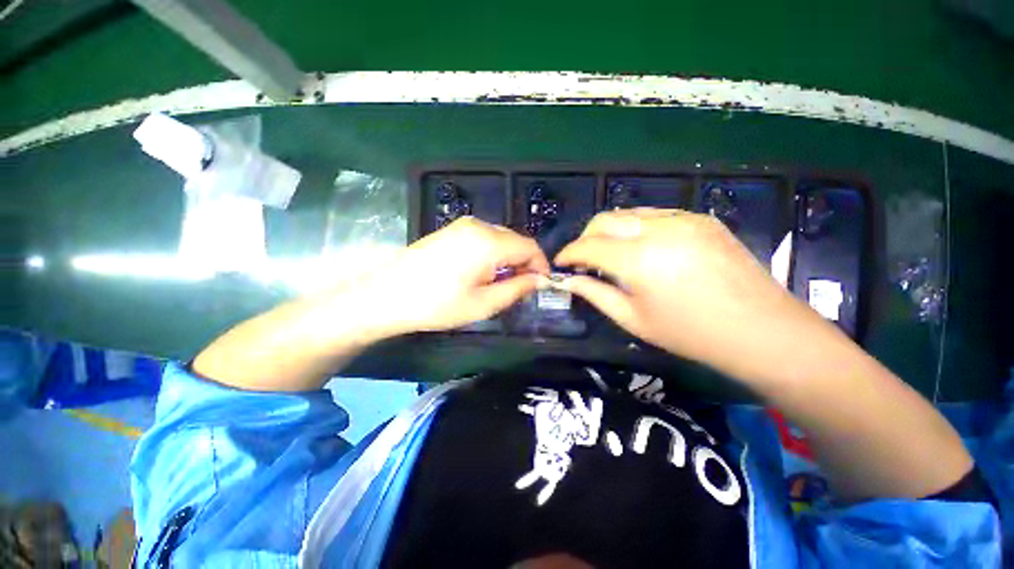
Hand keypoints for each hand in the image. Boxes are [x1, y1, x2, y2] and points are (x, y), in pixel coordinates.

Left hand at [363, 217, 549, 335]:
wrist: (388, 295)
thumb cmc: (438, 304)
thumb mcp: (484, 303)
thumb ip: (518, 288)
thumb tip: (541, 280)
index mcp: (489, 242)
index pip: (530, 247)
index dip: (541, 266)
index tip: (541, 286)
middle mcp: (479, 225)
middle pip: (516, 241)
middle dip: (524, 263)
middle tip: (521, 288)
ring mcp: (463, 225)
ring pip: (501, 239)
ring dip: (508, 259)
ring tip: (500, 283)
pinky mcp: (452, 230)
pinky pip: (484, 238)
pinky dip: (493, 254)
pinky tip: (482, 273)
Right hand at [555, 208, 843, 384]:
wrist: (763, 330)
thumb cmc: (691, 334)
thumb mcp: (633, 320)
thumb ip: (595, 295)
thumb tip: (569, 281)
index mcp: (640, 260)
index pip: (588, 246)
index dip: (569, 253)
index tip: (561, 263)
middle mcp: (659, 230)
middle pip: (604, 219)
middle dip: (586, 237)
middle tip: (584, 259)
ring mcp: (684, 219)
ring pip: (628, 213)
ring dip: (610, 230)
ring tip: (611, 253)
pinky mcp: (701, 218)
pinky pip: (655, 215)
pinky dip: (636, 227)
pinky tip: (643, 248)